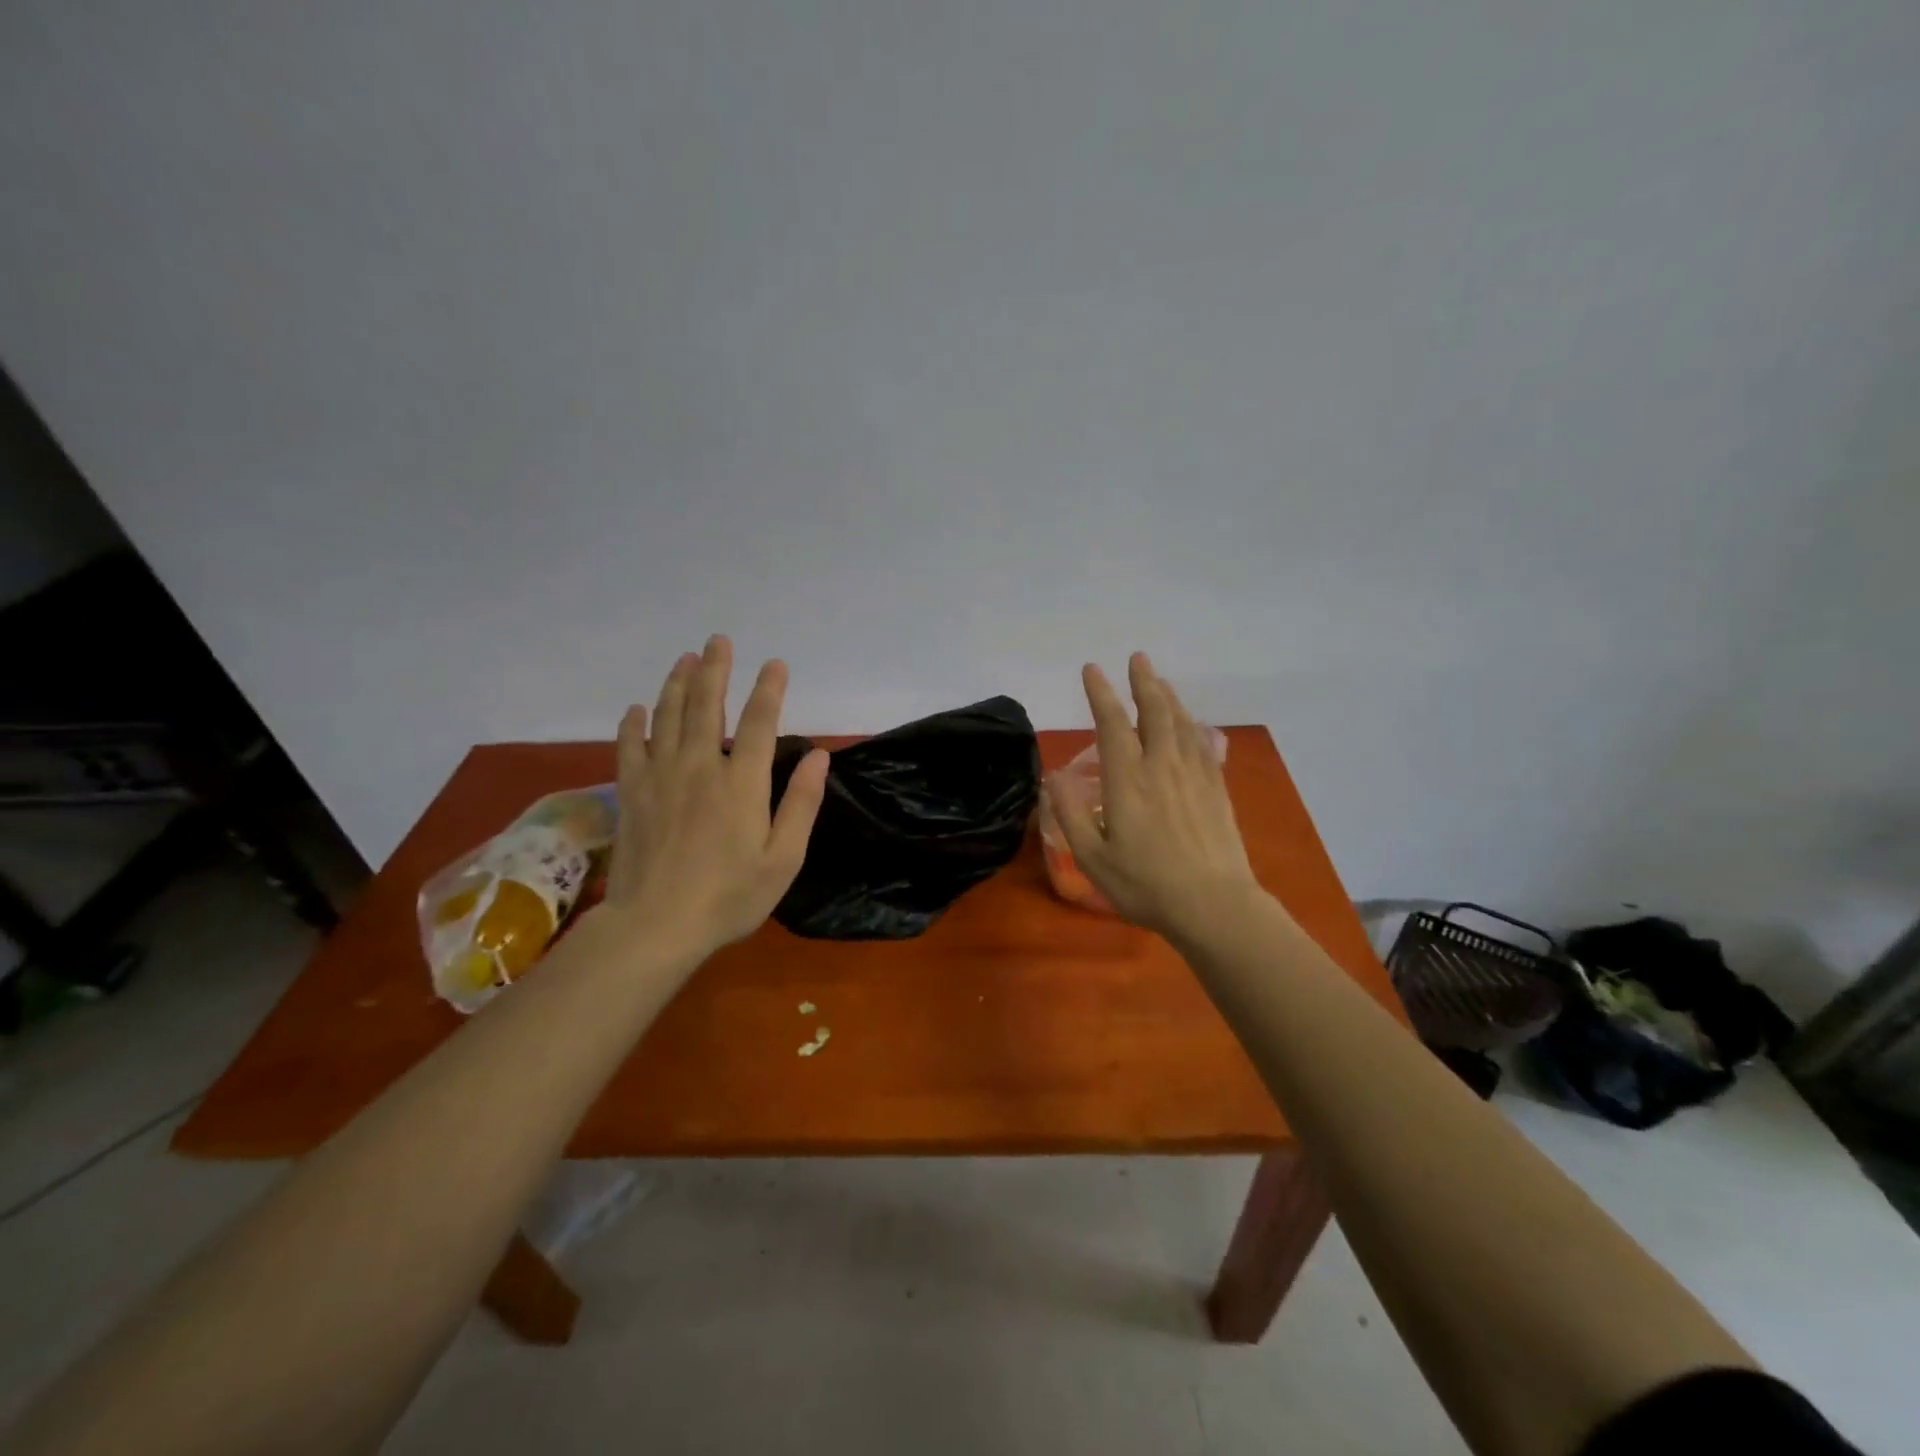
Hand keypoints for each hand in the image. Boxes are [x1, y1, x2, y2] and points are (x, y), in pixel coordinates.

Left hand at [603, 635, 829, 956]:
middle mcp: (700, 767)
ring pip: (668, 716)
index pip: (759, 722)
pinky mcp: (632, 793)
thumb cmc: (729, 896)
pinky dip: (633, 724)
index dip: (769, 689)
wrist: (656, 926)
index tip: (776, 664)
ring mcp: (661, 777)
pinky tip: (637, 708)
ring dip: (677, 683)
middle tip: (718, 640)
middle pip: (706, 705)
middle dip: (715, 669)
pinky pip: (629, 747)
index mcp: (742, 783)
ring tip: (685, 658)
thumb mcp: (783, 858)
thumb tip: (820, 756)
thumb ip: (801, 804)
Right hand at [1046, 653, 1265, 943]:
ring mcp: (1193, 775)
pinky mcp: (1216, 789)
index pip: (1112, 723)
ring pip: (1181, 722)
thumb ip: (1070, 815)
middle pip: (1154, 712)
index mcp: (1127, 780)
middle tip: (1137, 658)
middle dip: (1143, 681)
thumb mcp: (1092, 857)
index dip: (1101, 693)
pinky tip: (1190, 722)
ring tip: (1158, 680)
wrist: (1213, 905)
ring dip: (1168, 696)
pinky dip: (1192, 724)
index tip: (1092, 669)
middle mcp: (1161, 766)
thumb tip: (1052, 778)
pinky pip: (1202, 744)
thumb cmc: (1145, 884)